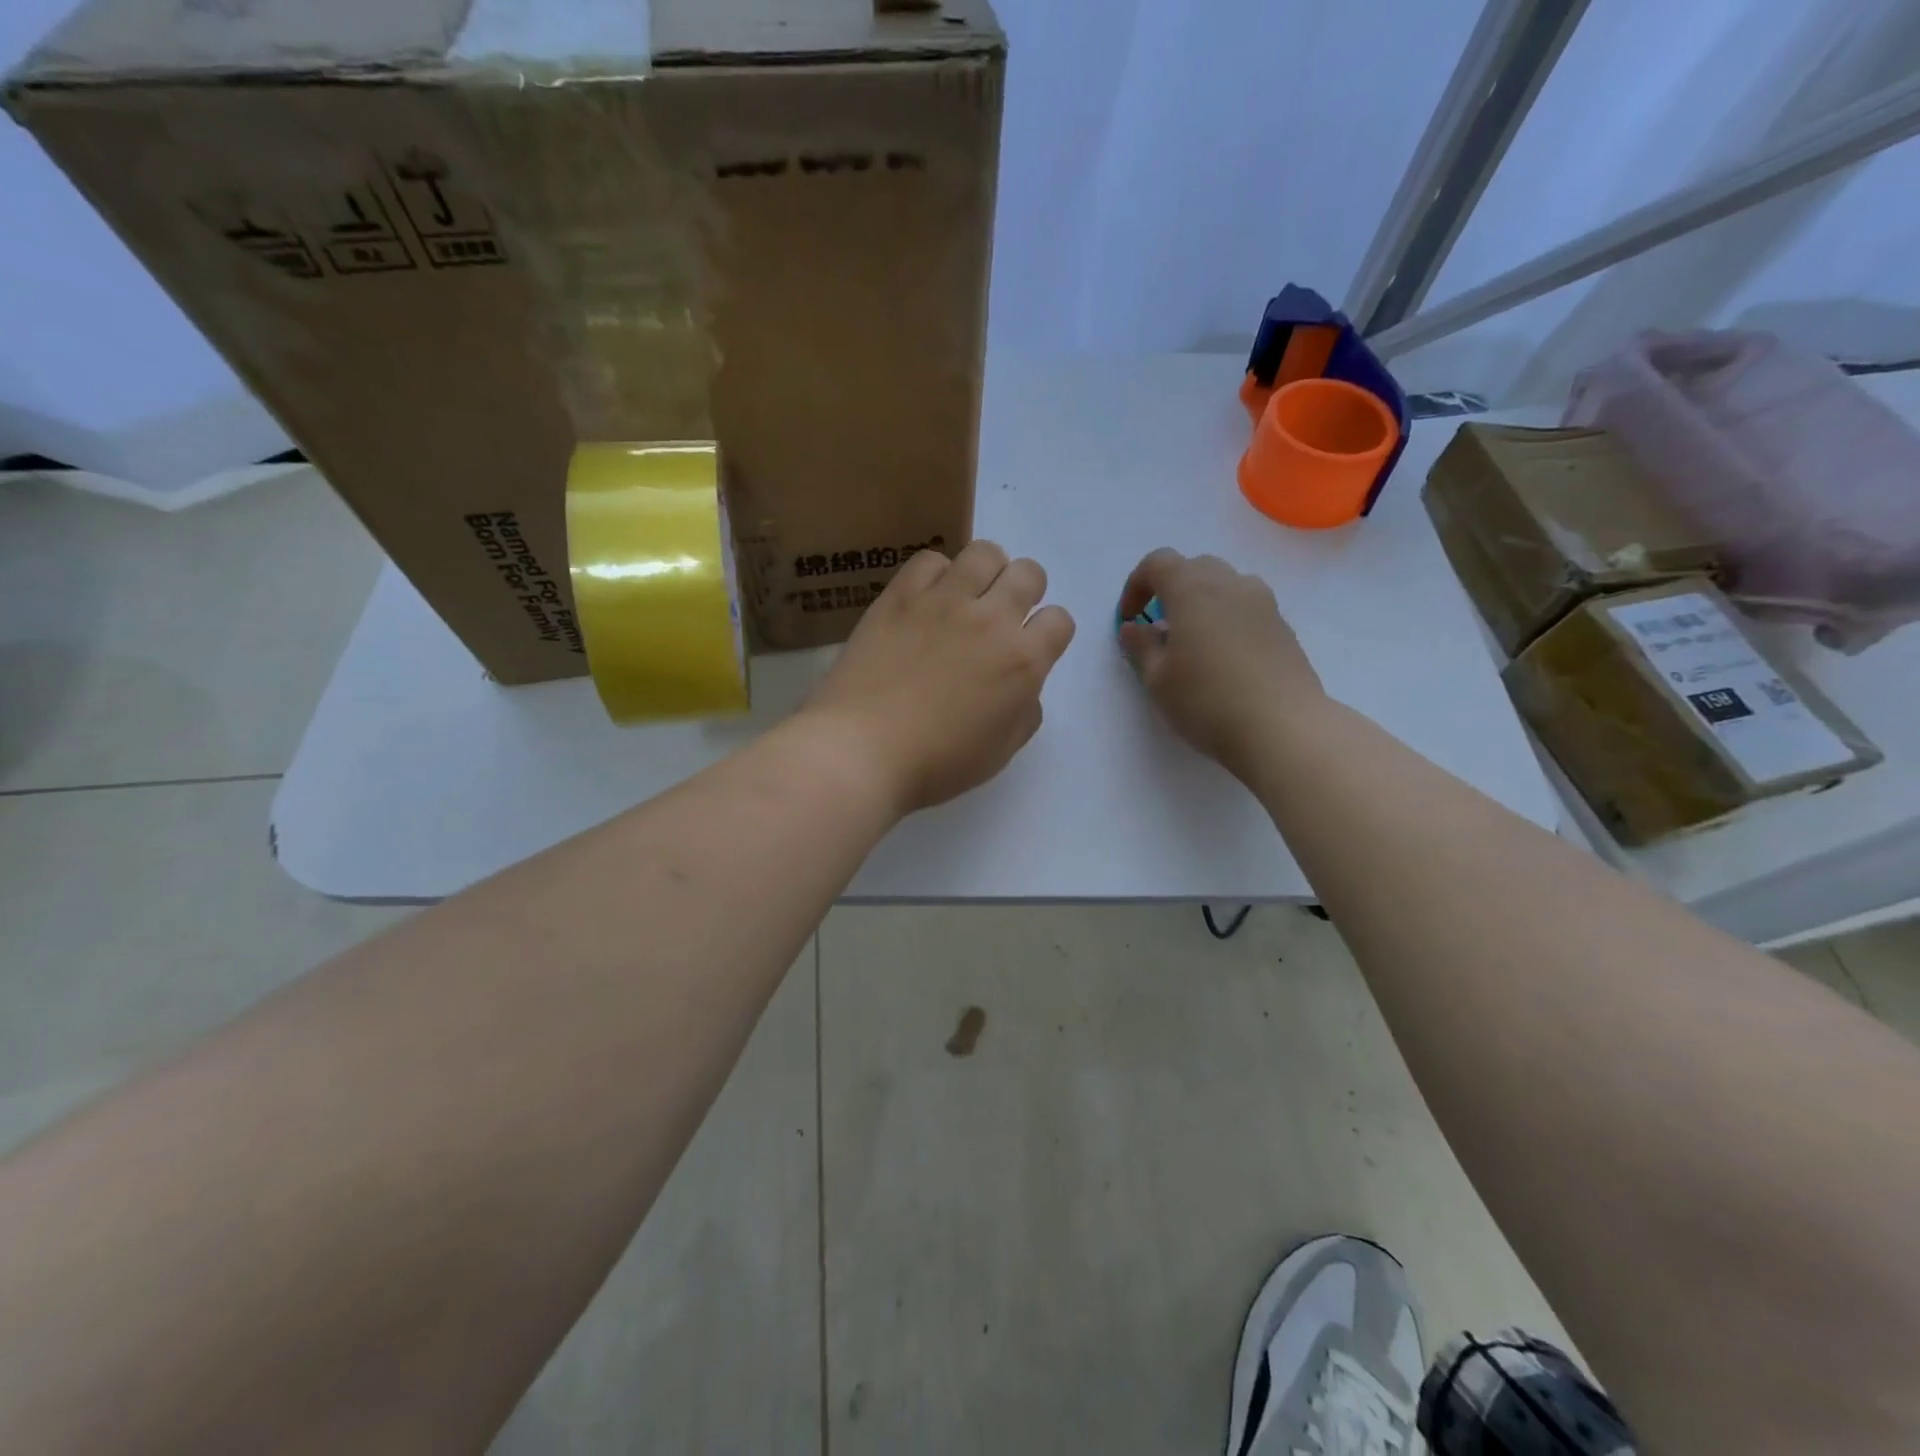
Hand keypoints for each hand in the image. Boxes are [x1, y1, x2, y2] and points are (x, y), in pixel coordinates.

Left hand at [803, 540, 1076, 815]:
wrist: (863, 750)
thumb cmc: (936, 763)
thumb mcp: (999, 752)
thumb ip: (1024, 713)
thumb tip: (1023, 687)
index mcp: (1022, 662)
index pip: (1059, 620)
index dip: (1048, 633)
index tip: (1029, 648)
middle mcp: (991, 620)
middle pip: (1028, 574)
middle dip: (1024, 592)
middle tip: (999, 618)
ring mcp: (944, 601)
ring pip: (985, 553)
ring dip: (986, 572)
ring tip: (967, 596)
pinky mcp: (901, 595)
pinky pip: (930, 559)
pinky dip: (936, 574)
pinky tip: (926, 600)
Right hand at [1117, 549, 1323, 776]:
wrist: (1283, 729)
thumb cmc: (1207, 701)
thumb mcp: (1157, 679)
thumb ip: (1141, 647)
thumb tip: (1134, 628)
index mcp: (1193, 589)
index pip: (1158, 562)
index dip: (1136, 585)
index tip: (1129, 619)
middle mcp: (1232, 585)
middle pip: (1194, 567)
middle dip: (1170, 590)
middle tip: (1158, 627)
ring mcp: (1264, 604)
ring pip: (1225, 585)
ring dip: (1202, 603)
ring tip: (1192, 643)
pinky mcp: (1284, 628)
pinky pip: (1247, 609)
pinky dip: (1227, 620)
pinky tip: (1223, 660)